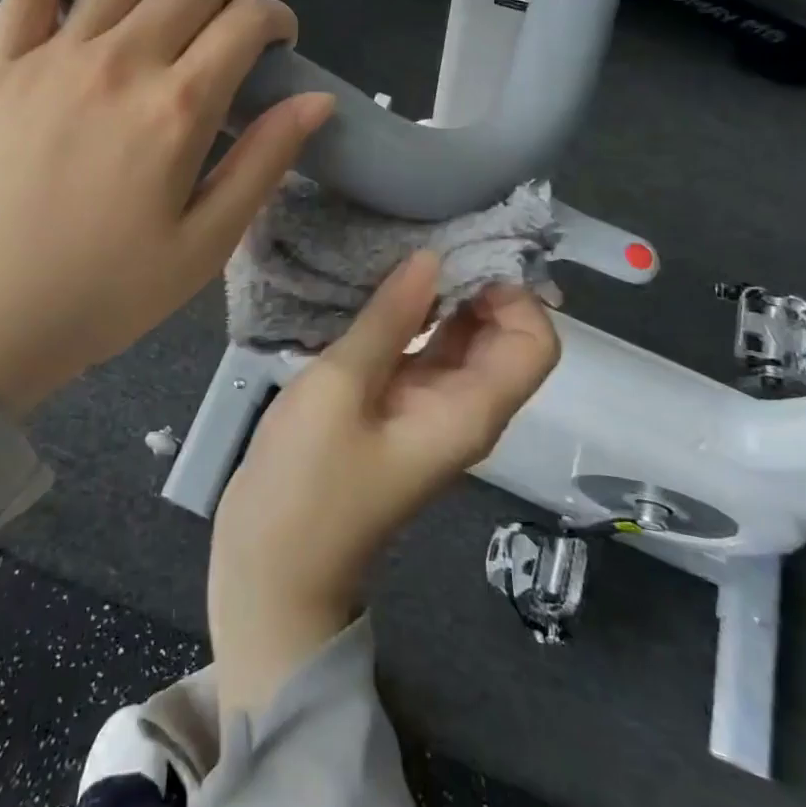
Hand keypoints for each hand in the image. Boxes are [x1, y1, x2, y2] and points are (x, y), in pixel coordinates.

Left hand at [0, 0, 333, 416]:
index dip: (277, 20)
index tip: (282, 42)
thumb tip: (319, 100)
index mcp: (177, 111)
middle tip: (237, 25)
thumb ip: (264, 163)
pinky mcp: (5, 56)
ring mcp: (56, 51)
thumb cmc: (104, 294)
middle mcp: (122, 60)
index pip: (247, 24)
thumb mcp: (205, 246)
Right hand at [208, 251, 559, 712]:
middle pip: (501, 336)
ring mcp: (427, 411)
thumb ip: (389, 320)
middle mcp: (462, 408)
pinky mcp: (394, 411)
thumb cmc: (306, 484)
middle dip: (477, 283)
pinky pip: (422, 354)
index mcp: (469, 410)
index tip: (462, 251)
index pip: (534, 342)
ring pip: (459, 342)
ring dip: (442, 297)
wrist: (271, 572)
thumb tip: (431, 258)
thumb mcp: (340, 389)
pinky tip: (376, 288)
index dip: (513, 293)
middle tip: (426, 234)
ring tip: (400, 250)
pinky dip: (412, 319)